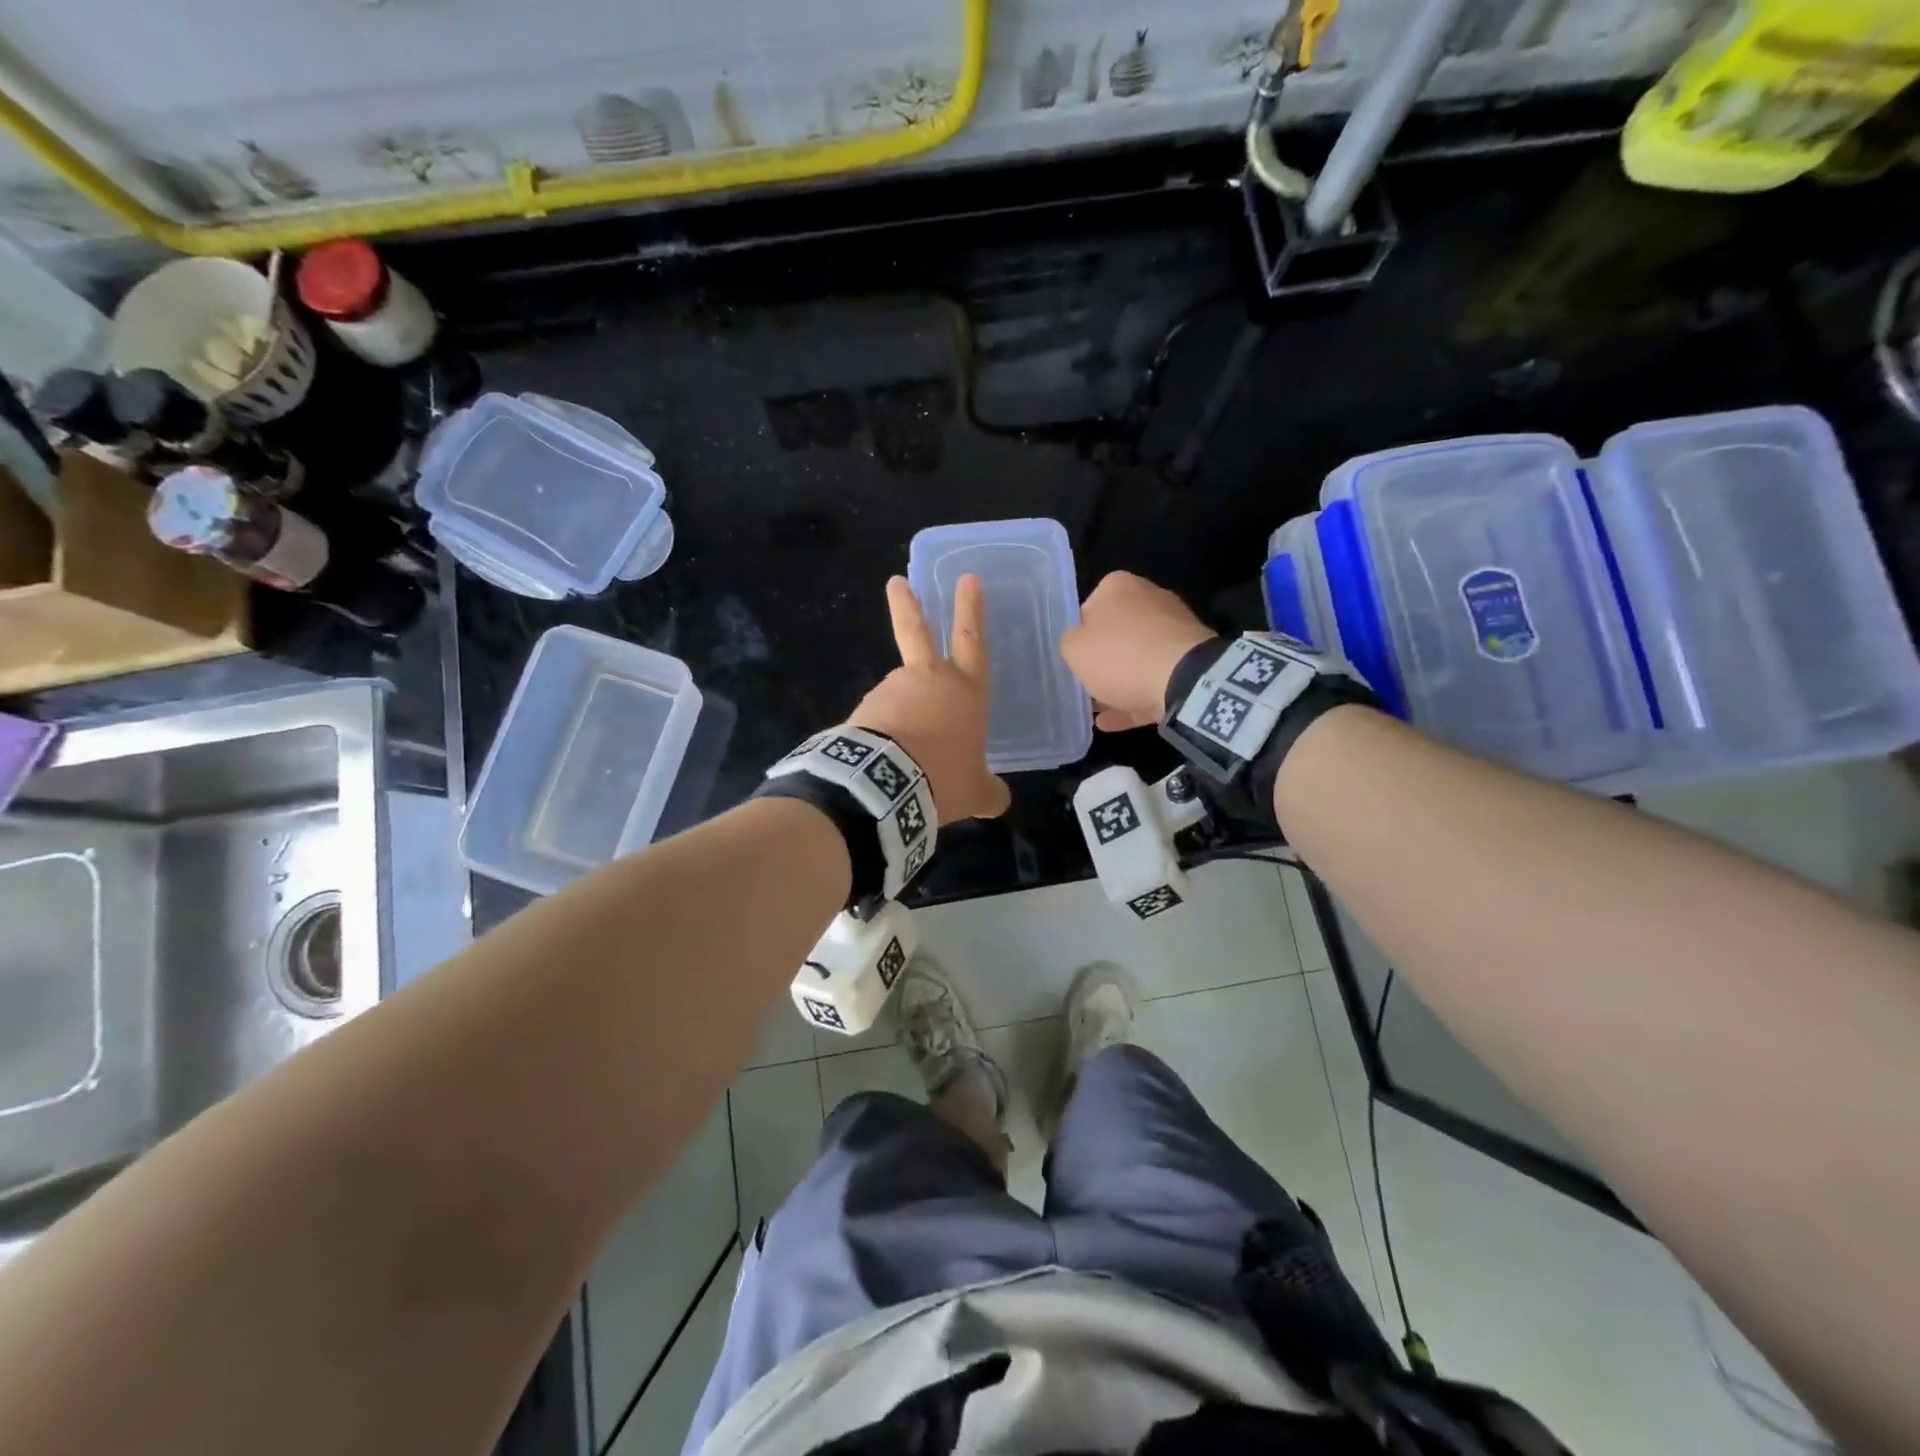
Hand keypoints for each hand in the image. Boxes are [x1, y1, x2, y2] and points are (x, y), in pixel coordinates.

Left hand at [849, 575, 1012, 822]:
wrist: (887, 786)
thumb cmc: (944, 777)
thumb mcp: (975, 791)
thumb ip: (989, 792)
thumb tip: (999, 801)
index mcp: (964, 689)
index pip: (972, 639)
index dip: (971, 609)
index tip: (967, 578)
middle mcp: (928, 679)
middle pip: (916, 631)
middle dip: (907, 604)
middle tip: (895, 582)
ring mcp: (892, 689)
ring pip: (900, 692)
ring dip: (903, 712)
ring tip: (906, 757)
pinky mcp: (865, 709)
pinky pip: (880, 717)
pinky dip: (885, 731)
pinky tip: (887, 759)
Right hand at [1060, 571, 1214, 731]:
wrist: (1183, 681)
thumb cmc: (1120, 655)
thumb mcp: (1074, 649)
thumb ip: (1070, 642)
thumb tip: (1081, 642)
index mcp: (1118, 586)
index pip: (1088, 609)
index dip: (1078, 638)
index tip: (1074, 661)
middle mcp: (1149, 598)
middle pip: (1115, 634)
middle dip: (1101, 661)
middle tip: (1084, 687)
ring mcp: (1174, 630)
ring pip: (1136, 659)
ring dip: (1117, 684)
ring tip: (1097, 712)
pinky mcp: (1190, 661)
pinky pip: (1154, 679)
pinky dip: (1135, 698)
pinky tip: (1113, 722)